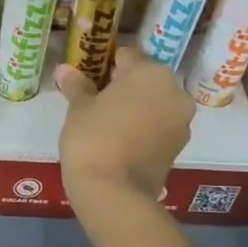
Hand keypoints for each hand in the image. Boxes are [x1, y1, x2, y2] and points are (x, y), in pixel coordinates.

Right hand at [54, 45, 192, 205]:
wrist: (113, 191)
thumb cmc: (93, 137)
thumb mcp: (78, 108)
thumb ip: (76, 86)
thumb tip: (65, 70)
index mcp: (152, 73)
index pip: (126, 55)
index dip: (104, 62)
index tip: (86, 74)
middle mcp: (175, 92)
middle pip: (144, 80)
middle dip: (122, 86)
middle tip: (93, 98)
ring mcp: (181, 122)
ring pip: (154, 104)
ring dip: (134, 107)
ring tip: (104, 121)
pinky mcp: (179, 147)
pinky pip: (157, 126)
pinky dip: (141, 127)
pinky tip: (117, 139)